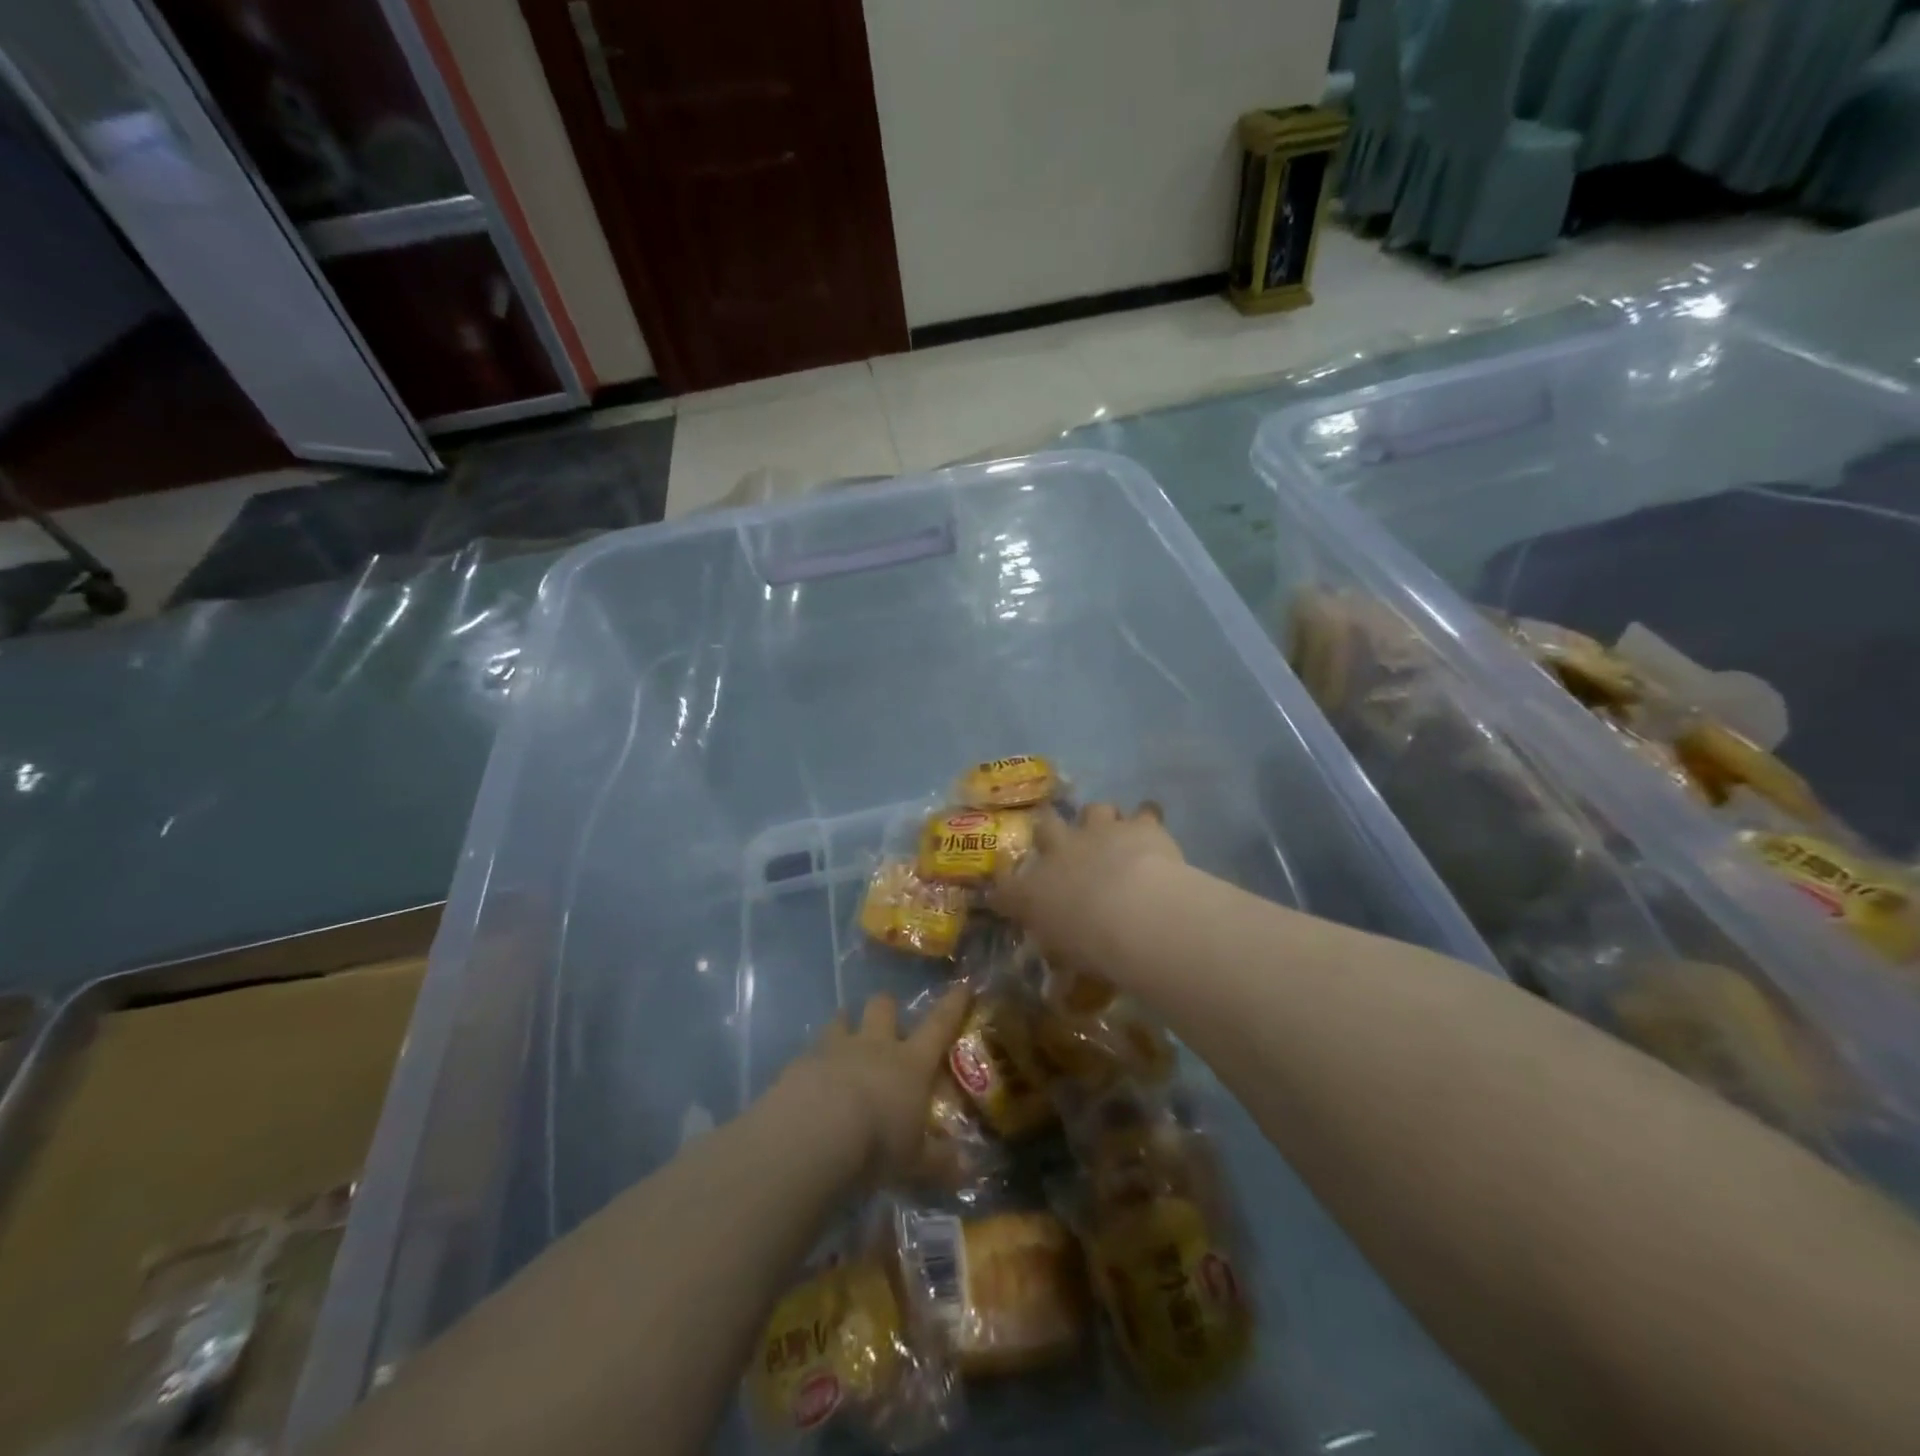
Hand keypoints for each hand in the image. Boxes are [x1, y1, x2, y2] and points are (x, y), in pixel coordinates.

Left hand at [780, 986, 973, 1183]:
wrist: (813, 1135)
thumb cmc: (876, 1145)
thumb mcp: (915, 1163)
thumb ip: (939, 1162)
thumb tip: (964, 1169)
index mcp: (910, 1063)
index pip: (939, 1025)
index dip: (953, 1005)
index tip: (962, 986)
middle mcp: (875, 1046)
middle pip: (883, 1006)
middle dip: (887, 1008)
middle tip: (887, 1023)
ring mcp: (835, 1049)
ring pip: (841, 1019)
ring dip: (845, 1026)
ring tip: (844, 1041)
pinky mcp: (801, 1062)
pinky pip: (809, 1052)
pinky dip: (813, 1062)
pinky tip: (810, 1082)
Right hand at [989, 803, 1183, 961]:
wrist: (1135, 912)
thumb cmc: (1092, 944)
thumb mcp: (1067, 957)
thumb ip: (1059, 950)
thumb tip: (1055, 971)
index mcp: (1035, 888)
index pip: (1007, 885)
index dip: (1008, 886)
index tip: (1011, 891)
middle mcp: (1061, 851)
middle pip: (1046, 827)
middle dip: (1051, 832)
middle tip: (1063, 845)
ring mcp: (1099, 831)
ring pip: (1093, 810)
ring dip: (1100, 820)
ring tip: (1112, 834)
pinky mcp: (1138, 825)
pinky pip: (1145, 812)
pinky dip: (1147, 818)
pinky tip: (1151, 827)